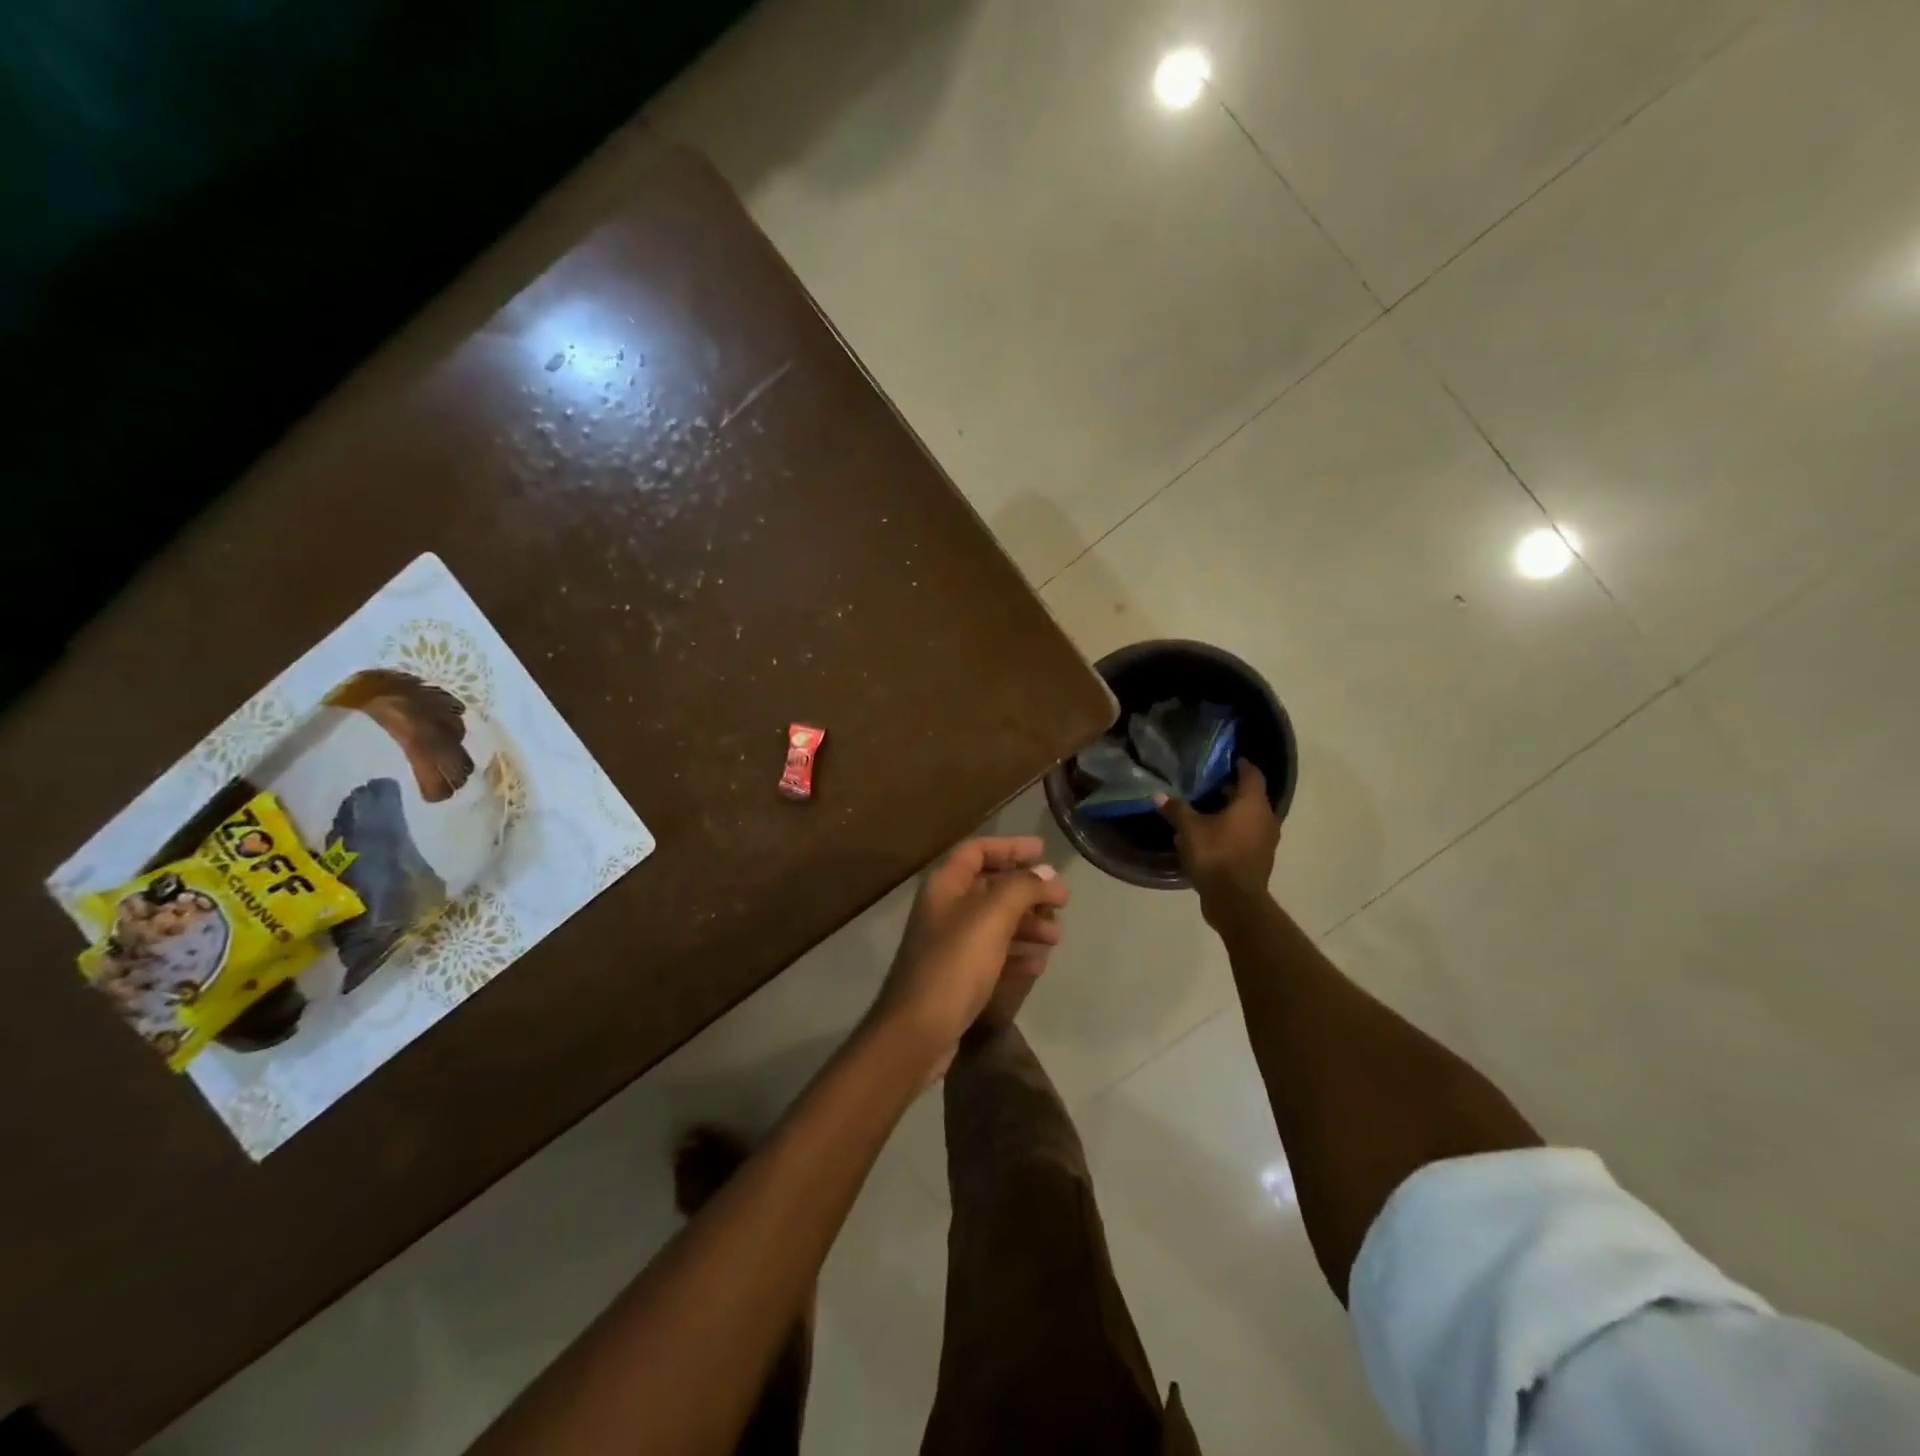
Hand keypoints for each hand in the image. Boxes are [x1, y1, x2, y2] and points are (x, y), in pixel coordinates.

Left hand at [871, 837, 1068, 1078]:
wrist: (918, 1032)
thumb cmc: (954, 964)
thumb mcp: (992, 917)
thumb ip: (1022, 888)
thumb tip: (1047, 875)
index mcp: (945, 886)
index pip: (977, 850)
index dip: (1010, 847)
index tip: (1043, 852)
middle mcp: (945, 909)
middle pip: (991, 887)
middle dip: (1027, 892)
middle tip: (1060, 903)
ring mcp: (950, 945)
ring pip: (996, 923)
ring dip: (1027, 925)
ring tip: (1056, 938)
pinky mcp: (958, 977)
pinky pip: (993, 955)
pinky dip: (1016, 954)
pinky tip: (1038, 964)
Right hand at [1156, 760, 1279, 918]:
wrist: (1235, 900)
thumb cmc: (1215, 855)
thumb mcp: (1189, 829)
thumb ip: (1176, 810)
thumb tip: (1158, 795)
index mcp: (1253, 805)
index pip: (1252, 775)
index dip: (1241, 765)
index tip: (1229, 760)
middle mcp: (1266, 819)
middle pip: (1251, 797)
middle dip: (1231, 791)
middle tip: (1209, 785)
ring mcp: (1266, 841)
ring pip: (1249, 819)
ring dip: (1232, 814)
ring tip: (1206, 811)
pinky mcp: (1260, 860)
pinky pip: (1247, 837)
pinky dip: (1232, 832)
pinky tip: (1211, 837)